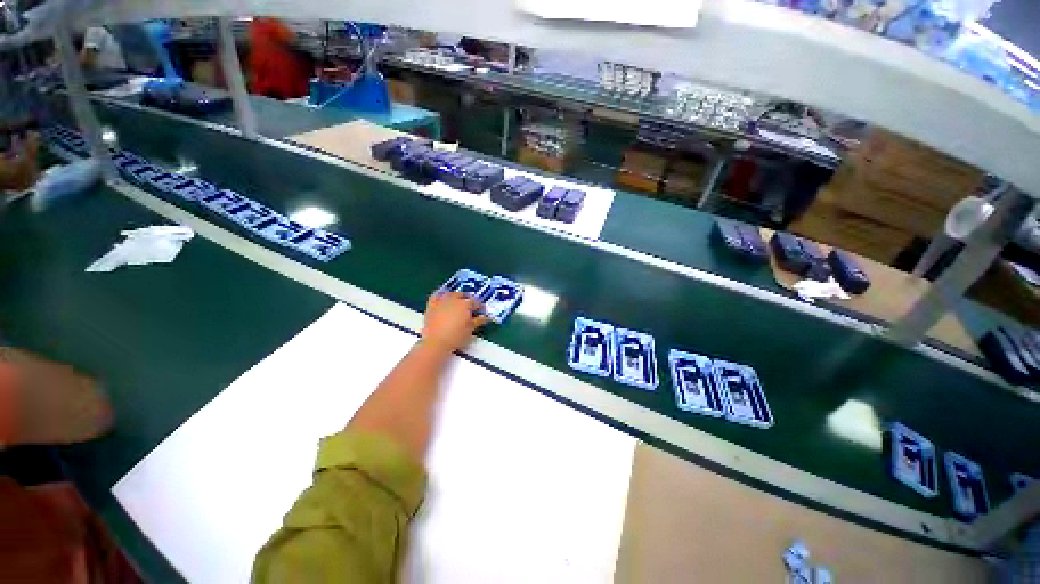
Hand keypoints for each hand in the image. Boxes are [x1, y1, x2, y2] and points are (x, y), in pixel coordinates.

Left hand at [421, 292, 489, 352]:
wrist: (436, 342)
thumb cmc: (456, 337)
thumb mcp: (470, 329)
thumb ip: (479, 321)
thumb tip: (486, 317)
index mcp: (465, 304)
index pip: (476, 302)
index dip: (480, 306)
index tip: (481, 311)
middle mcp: (454, 299)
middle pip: (463, 295)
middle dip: (468, 299)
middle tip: (470, 306)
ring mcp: (442, 301)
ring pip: (450, 294)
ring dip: (455, 296)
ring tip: (458, 301)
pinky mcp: (431, 305)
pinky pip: (436, 295)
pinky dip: (440, 294)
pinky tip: (442, 296)